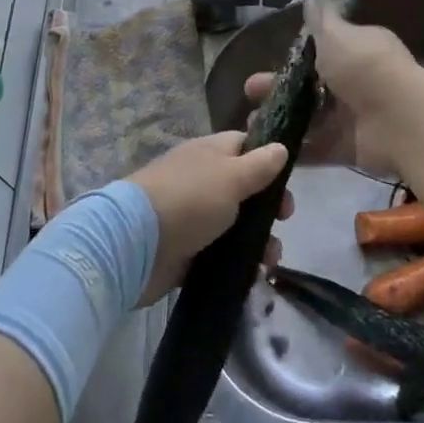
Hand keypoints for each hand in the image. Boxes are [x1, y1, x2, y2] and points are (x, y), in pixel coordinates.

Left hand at [127, 132, 292, 304]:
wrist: (135, 243)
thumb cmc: (190, 199)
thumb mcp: (232, 177)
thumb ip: (259, 165)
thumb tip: (281, 146)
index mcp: (211, 153)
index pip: (245, 146)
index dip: (269, 160)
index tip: (288, 181)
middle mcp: (202, 180)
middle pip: (244, 189)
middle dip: (268, 207)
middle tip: (283, 222)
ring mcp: (192, 216)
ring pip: (235, 225)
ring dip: (258, 241)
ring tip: (269, 261)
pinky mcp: (185, 251)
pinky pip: (219, 255)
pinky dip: (237, 264)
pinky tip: (254, 276)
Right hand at [242, 0, 420, 176]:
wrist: (400, 120)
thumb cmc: (365, 68)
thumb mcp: (337, 35)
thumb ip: (321, 20)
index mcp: (356, 50)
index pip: (322, 50)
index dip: (294, 56)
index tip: (268, 61)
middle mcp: (355, 81)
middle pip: (311, 85)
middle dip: (278, 87)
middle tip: (249, 92)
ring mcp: (352, 117)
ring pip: (310, 117)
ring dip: (282, 118)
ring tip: (251, 124)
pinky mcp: (348, 147)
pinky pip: (317, 148)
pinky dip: (296, 148)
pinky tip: (268, 147)